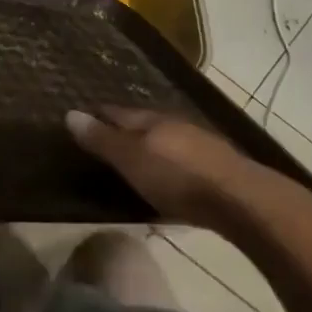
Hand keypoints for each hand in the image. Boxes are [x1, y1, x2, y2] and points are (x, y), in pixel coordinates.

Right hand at [66, 107, 308, 230]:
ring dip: (150, 146)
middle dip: (125, 129)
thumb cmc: (177, 177)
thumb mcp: (131, 160)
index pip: (117, 111)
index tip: (82, 118)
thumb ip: (102, 140)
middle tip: (105, 139)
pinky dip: (169, 164)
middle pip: (143, 123)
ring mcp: (199, 144)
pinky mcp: (216, 167)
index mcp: (151, 120)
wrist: (241, 200)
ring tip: (134, 159)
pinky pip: (183, 159)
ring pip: (166, 139)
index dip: (99, 114)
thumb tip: (69, 113)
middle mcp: (175, 124)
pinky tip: (168, 177)